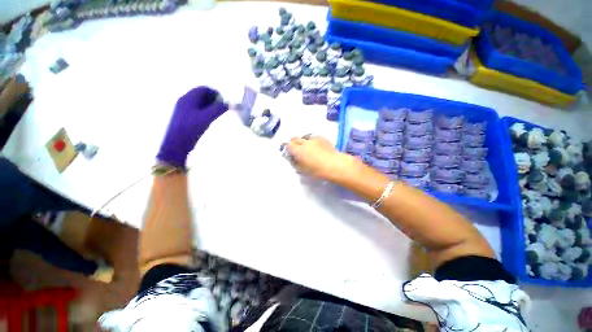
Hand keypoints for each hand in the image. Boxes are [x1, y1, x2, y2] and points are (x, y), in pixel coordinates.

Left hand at [157, 86, 227, 166]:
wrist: (173, 147)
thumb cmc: (190, 129)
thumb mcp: (207, 118)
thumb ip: (219, 109)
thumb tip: (229, 104)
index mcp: (188, 97)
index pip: (204, 89)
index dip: (215, 94)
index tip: (222, 104)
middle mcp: (183, 100)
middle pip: (200, 95)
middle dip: (211, 101)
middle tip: (218, 110)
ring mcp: (179, 109)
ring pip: (196, 104)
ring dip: (206, 108)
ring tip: (211, 118)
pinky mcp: (178, 119)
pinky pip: (191, 111)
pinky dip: (199, 114)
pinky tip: (202, 124)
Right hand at [286, 135, 359, 181]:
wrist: (335, 165)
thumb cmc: (317, 171)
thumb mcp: (303, 170)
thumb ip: (295, 163)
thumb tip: (292, 158)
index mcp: (298, 150)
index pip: (288, 145)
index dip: (286, 147)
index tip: (286, 150)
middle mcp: (304, 142)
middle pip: (295, 139)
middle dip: (293, 142)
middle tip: (294, 148)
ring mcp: (314, 139)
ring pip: (304, 136)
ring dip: (303, 140)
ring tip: (305, 145)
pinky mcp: (322, 138)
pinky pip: (313, 137)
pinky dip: (311, 140)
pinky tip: (314, 145)